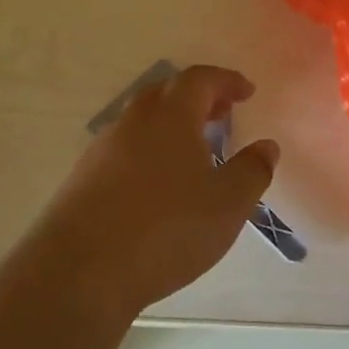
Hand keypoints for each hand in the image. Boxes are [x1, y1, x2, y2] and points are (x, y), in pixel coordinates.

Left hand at [19, 65, 278, 321]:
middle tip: (221, 114)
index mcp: (170, 116)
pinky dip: (148, 151)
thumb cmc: (167, 228)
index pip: (199, 79)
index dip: (226, 81)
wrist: (82, 268)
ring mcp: (102, 149)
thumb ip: (252, 171)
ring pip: (141, 122)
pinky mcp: (83, 178)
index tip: (246, 91)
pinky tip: (157, 184)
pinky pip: (123, 150)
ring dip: (170, 125)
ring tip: (193, 152)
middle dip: (197, 98)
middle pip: (165, 93)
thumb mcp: (227, 204)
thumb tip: (266, 146)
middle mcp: (132, 122)